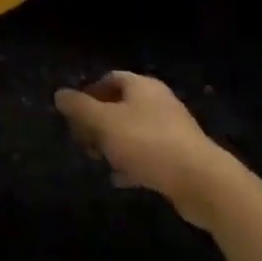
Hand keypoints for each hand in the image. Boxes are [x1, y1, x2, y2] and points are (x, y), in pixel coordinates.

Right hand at [54, 72, 231, 226]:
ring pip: (133, 131)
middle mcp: (158, 102)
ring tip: (98, 161)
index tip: (74, 113)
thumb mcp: (105, 122)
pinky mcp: (180, 157)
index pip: (110, 78)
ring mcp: (172, 130)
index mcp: (142, 86)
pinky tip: (120, 179)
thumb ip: (80, 107)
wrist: (202, 182)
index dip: (89, 92)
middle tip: (83, 140)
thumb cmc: (148, 143)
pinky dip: (131, 163)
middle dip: (98, 122)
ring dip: (113, 144)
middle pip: (120, 105)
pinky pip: (148, 154)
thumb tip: (59, 94)